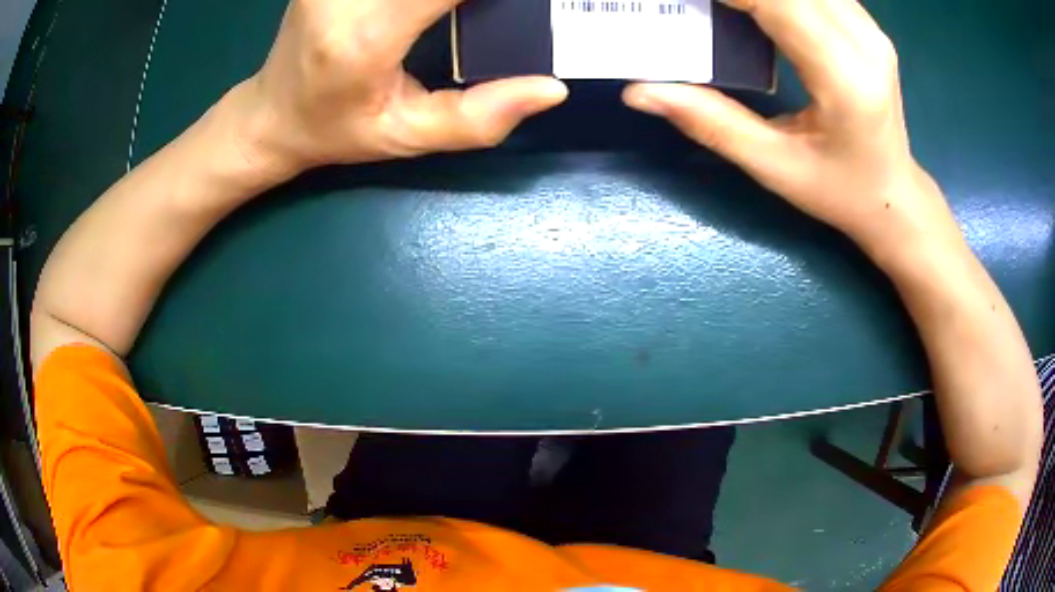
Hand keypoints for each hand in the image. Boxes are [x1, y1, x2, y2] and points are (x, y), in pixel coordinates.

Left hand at [233, 0, 567, 176]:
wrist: (271, 112)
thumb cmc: (335, 130)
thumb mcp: (405, 137)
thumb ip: (478, 119)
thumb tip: (551, 90)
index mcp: (366, 34)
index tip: (528, 8)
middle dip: (482, 0)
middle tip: (494, 14)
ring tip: (462, 13)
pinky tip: (433, 8)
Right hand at [623, 0, 962, 263]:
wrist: (894, 196)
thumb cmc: (840, 192)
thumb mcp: (774, 167)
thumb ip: (710, 122)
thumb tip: (640, 91)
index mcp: (845, 78)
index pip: (776, 2)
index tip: (680, 2)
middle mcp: (865, 41)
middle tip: (695, 7)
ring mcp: (870, 29)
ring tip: (722, 10)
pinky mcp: (866, 25)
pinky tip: (753, 8)